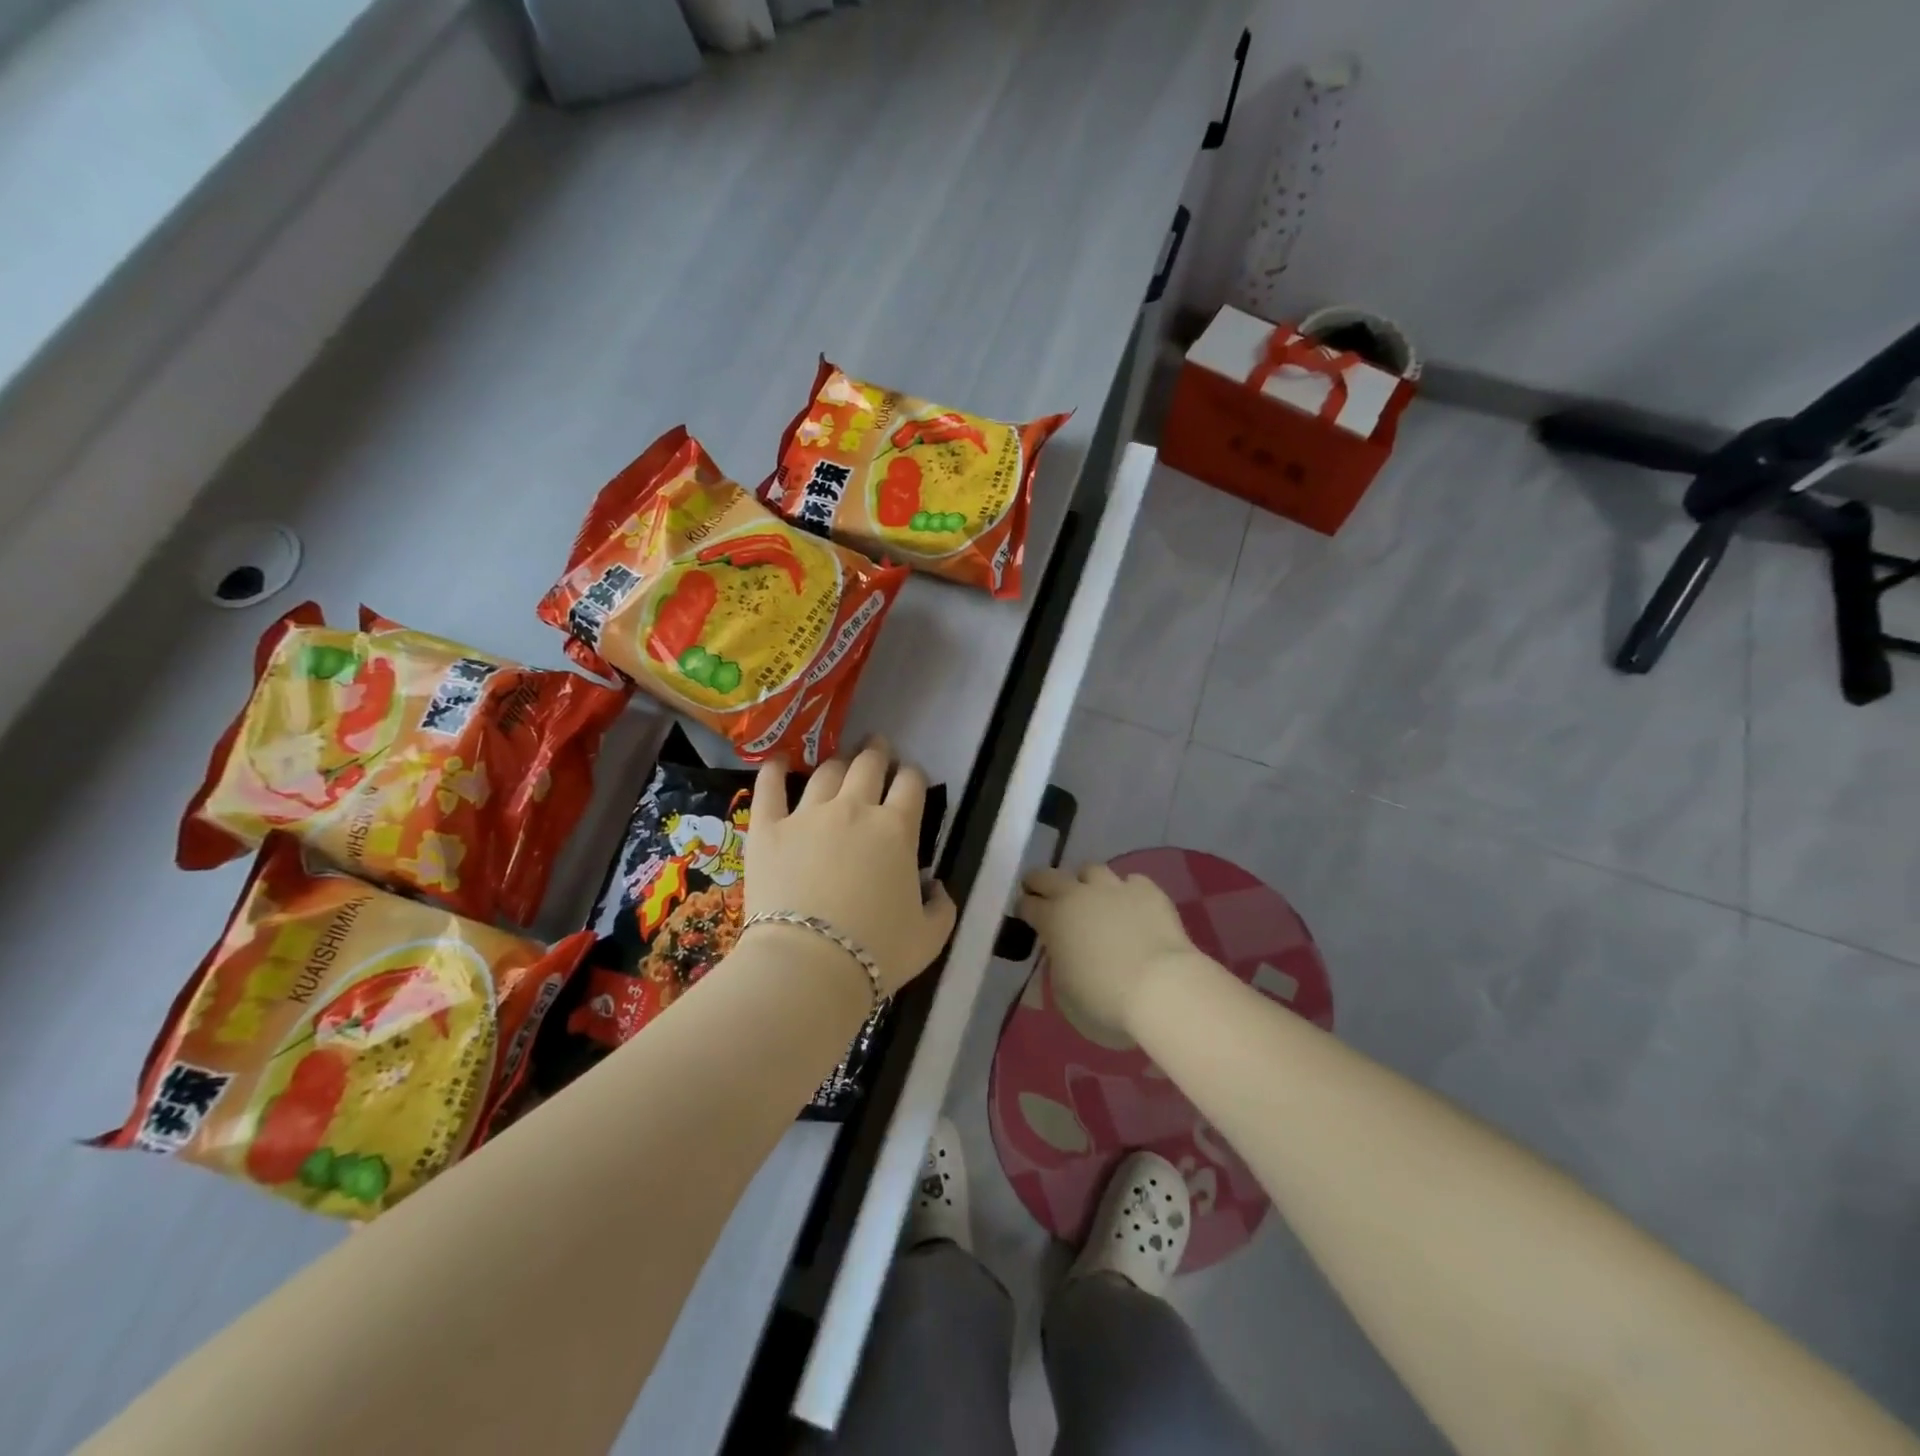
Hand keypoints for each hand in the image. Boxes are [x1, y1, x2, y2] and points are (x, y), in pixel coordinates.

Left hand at [746, 741, 955, 996]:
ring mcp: (808, 814)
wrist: (809, 967)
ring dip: (838, 761)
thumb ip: (942, 906)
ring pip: (826, 772)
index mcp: (897, 829)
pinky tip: (780, 762)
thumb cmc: (877, 953)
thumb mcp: (930, 937)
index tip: (910, 777)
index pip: (911, 784)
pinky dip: (775, 770)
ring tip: (840, 760)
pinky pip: (770, 788)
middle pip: (869, 765)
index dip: (913, 775)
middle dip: (878, 752)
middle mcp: (855, 809)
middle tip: (878, 747)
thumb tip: (935, 887)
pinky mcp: (768, 828)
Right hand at [1018, 864, 1211, 1039]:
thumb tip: (1063, 952)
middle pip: (1050, 876)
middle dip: (1041, 881)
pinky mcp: (1148, 891)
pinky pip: (1132, 881)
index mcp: (1053, 919)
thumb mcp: (1064, 992)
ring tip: (1093, 897)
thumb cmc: (1105, 1001)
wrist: (1161, 988)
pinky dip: (1127, 892)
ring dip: (1086, 882)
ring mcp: (1115, 888)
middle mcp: (1079, 895)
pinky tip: (1132, 906)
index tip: (1025, 914)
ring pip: (1092, 870)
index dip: (1024, 908)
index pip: (1028, 904)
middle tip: (1041, 890)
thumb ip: (1058, 964)